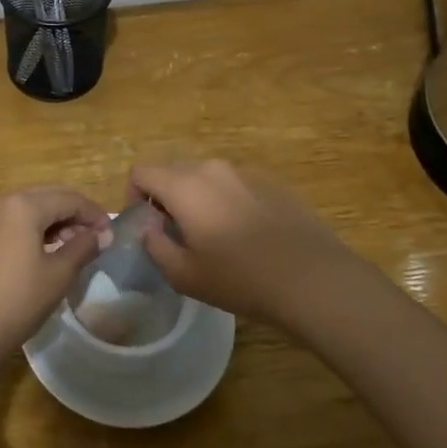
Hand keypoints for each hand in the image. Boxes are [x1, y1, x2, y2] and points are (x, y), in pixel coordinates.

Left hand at [0, 187, 109, 367]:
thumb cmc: (17, 300)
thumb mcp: (58, 275)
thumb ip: (83, 248)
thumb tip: (103, 235)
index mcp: (25, 205)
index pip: (70, 198)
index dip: (94, 214)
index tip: (112, 236)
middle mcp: (5, 203)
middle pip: (50, 198)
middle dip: (76, 215)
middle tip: (96, 240)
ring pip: (33, 209)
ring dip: (57, 223)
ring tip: (76, 249)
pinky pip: (17, 222)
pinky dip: (38, 231)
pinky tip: (49, 253)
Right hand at [128, 160, 378, 329]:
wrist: (313, 279)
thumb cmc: (240, 279)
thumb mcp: (184, 275)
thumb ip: (154, 246)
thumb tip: (149, 228)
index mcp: (184, 186)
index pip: (141, 172)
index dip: (134, 197)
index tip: (147, 227)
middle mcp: (212, 168)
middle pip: (173, 171)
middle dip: (166, 199)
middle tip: (177, 236)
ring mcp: (246, 172)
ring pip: (206, 178)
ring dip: (198, 200)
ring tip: (215, 238)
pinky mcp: (273, 182)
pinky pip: (236, 185)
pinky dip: (229, 202)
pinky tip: (248, 237)